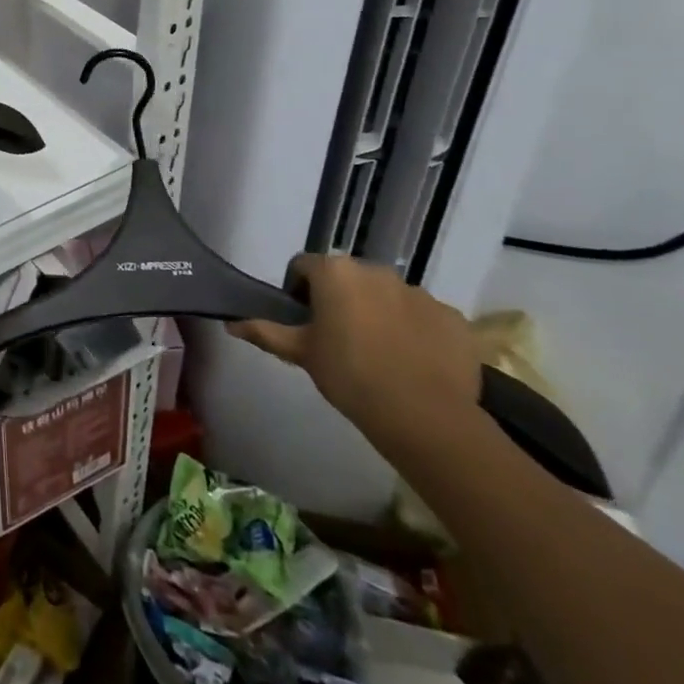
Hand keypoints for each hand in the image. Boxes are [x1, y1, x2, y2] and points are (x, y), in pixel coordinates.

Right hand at [228, 254, 482, 450]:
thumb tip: (230, 324)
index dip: (299, 292)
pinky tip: (414, 362)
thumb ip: (265, 332)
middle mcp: (376, 270)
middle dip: (342, 299)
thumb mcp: (300, 353)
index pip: (305, 267)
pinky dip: (417, 331)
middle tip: (339, 338)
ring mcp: (419, 292)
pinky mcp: (453, 317)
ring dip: (380, 313)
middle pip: (349, 278)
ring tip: (381, 353)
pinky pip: (425, 317)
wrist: (425, 416)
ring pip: (388, 296)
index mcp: (335, 272)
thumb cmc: (349, 375)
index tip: (304, 322)